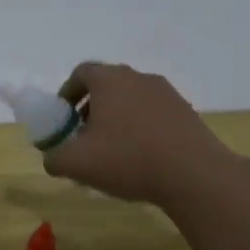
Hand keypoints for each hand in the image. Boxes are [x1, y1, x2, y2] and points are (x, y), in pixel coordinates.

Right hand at [41, 62, 239, 205]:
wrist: (196, 176)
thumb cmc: (127, 159)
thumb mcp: (75, 163)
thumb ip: (54, 157)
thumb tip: (53, 158)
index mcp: (109, 80)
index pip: (81, 72)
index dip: (68, 92)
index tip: (64, 116)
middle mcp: (139, 78)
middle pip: (108, 85)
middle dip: (91, 107)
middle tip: (84, 134)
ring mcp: (167, 94)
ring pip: (132, 99)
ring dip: (117, 118)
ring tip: (113, 149)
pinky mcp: (187, 113)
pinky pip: (154, 114)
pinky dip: (141, 128)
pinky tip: (140, 157)